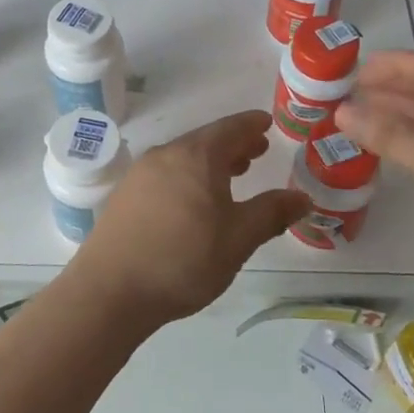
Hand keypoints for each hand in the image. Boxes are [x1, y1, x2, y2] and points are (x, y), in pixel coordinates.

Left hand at [70, 111, 309, 324]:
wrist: (111, 289)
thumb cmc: (183, 260)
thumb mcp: (238, 239)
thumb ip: (271, 214)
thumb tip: (302, 197)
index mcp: (196, 156)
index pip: (231, 128)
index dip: (252, 125)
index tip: (268, 123)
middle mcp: (165, 155)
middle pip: (205, 140)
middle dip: (233, 144)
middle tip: (256, 151)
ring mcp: (140, 174)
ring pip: (183, 157)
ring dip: (210, 162)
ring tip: (230, 176)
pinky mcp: (124, 196)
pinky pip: (165, 174)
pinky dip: (188, 176)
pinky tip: (193, 201)